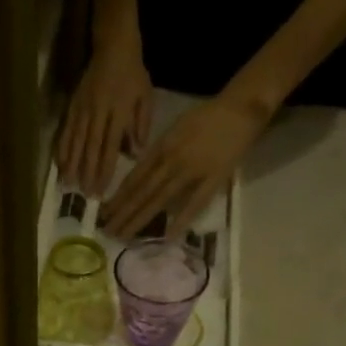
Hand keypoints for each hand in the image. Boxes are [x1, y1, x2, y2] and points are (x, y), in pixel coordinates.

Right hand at [56, 35, 153, 197]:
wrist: (113, 45)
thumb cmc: (133, 74)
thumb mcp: (145, 97)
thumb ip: (141, 125)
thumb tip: (136, 153)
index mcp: (118, 112)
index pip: (110, 147)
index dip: (104, 170)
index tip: (100, 191)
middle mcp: (98, 112)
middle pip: (91, 148)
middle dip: (87, 173)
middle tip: (83, 195)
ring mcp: (83, 109)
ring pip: (76, 141)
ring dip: (71, 165)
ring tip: (67, 185)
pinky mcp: (73, 105)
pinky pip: (66, 130)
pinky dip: (62, 148)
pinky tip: (59, 164)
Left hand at [100, 91, 269, 240]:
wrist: (241, 108)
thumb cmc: (206, 117)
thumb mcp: (174, 129)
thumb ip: (158, 153)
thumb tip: (140, 175)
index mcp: (162, 147)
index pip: (134, 177)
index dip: (119, 197)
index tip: (104, 213)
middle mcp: (172, 160)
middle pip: (142, 192)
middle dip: (122, 213)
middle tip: (107, 231)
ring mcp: (192, 171)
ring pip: (160, 200)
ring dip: (140, 219)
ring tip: (124, 236)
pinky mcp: (213, 180)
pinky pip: (195, 204)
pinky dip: (181, 220)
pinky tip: (167, 236)